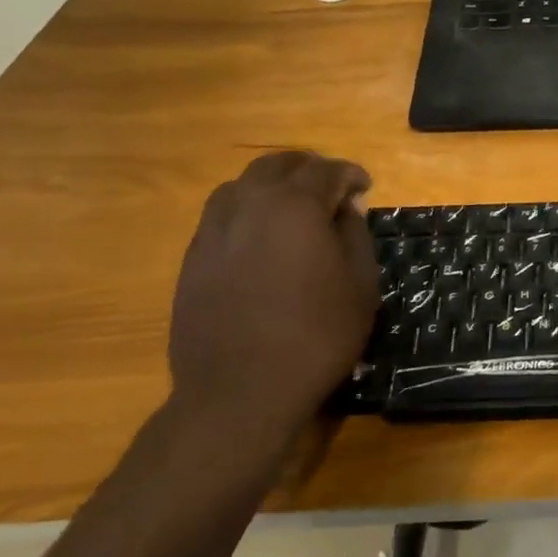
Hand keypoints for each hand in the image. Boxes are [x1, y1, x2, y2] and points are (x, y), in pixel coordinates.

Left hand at [168, 152, 377, 449]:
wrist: (239, 392)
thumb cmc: (316, 336)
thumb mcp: (360, 285)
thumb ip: (356, 235)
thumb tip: (346, 207)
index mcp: (295, 205)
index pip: (327, 170)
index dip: (351, 175)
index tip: (364, 188)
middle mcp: (249, 204)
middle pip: (278, 165)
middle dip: (308, 169)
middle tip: (329, 188)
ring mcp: (213, 230)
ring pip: (242, 185)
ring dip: (271, 186)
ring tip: (291, 207)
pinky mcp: (193, 258)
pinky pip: (221, 215)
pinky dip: (245, 212)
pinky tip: (259, 238)